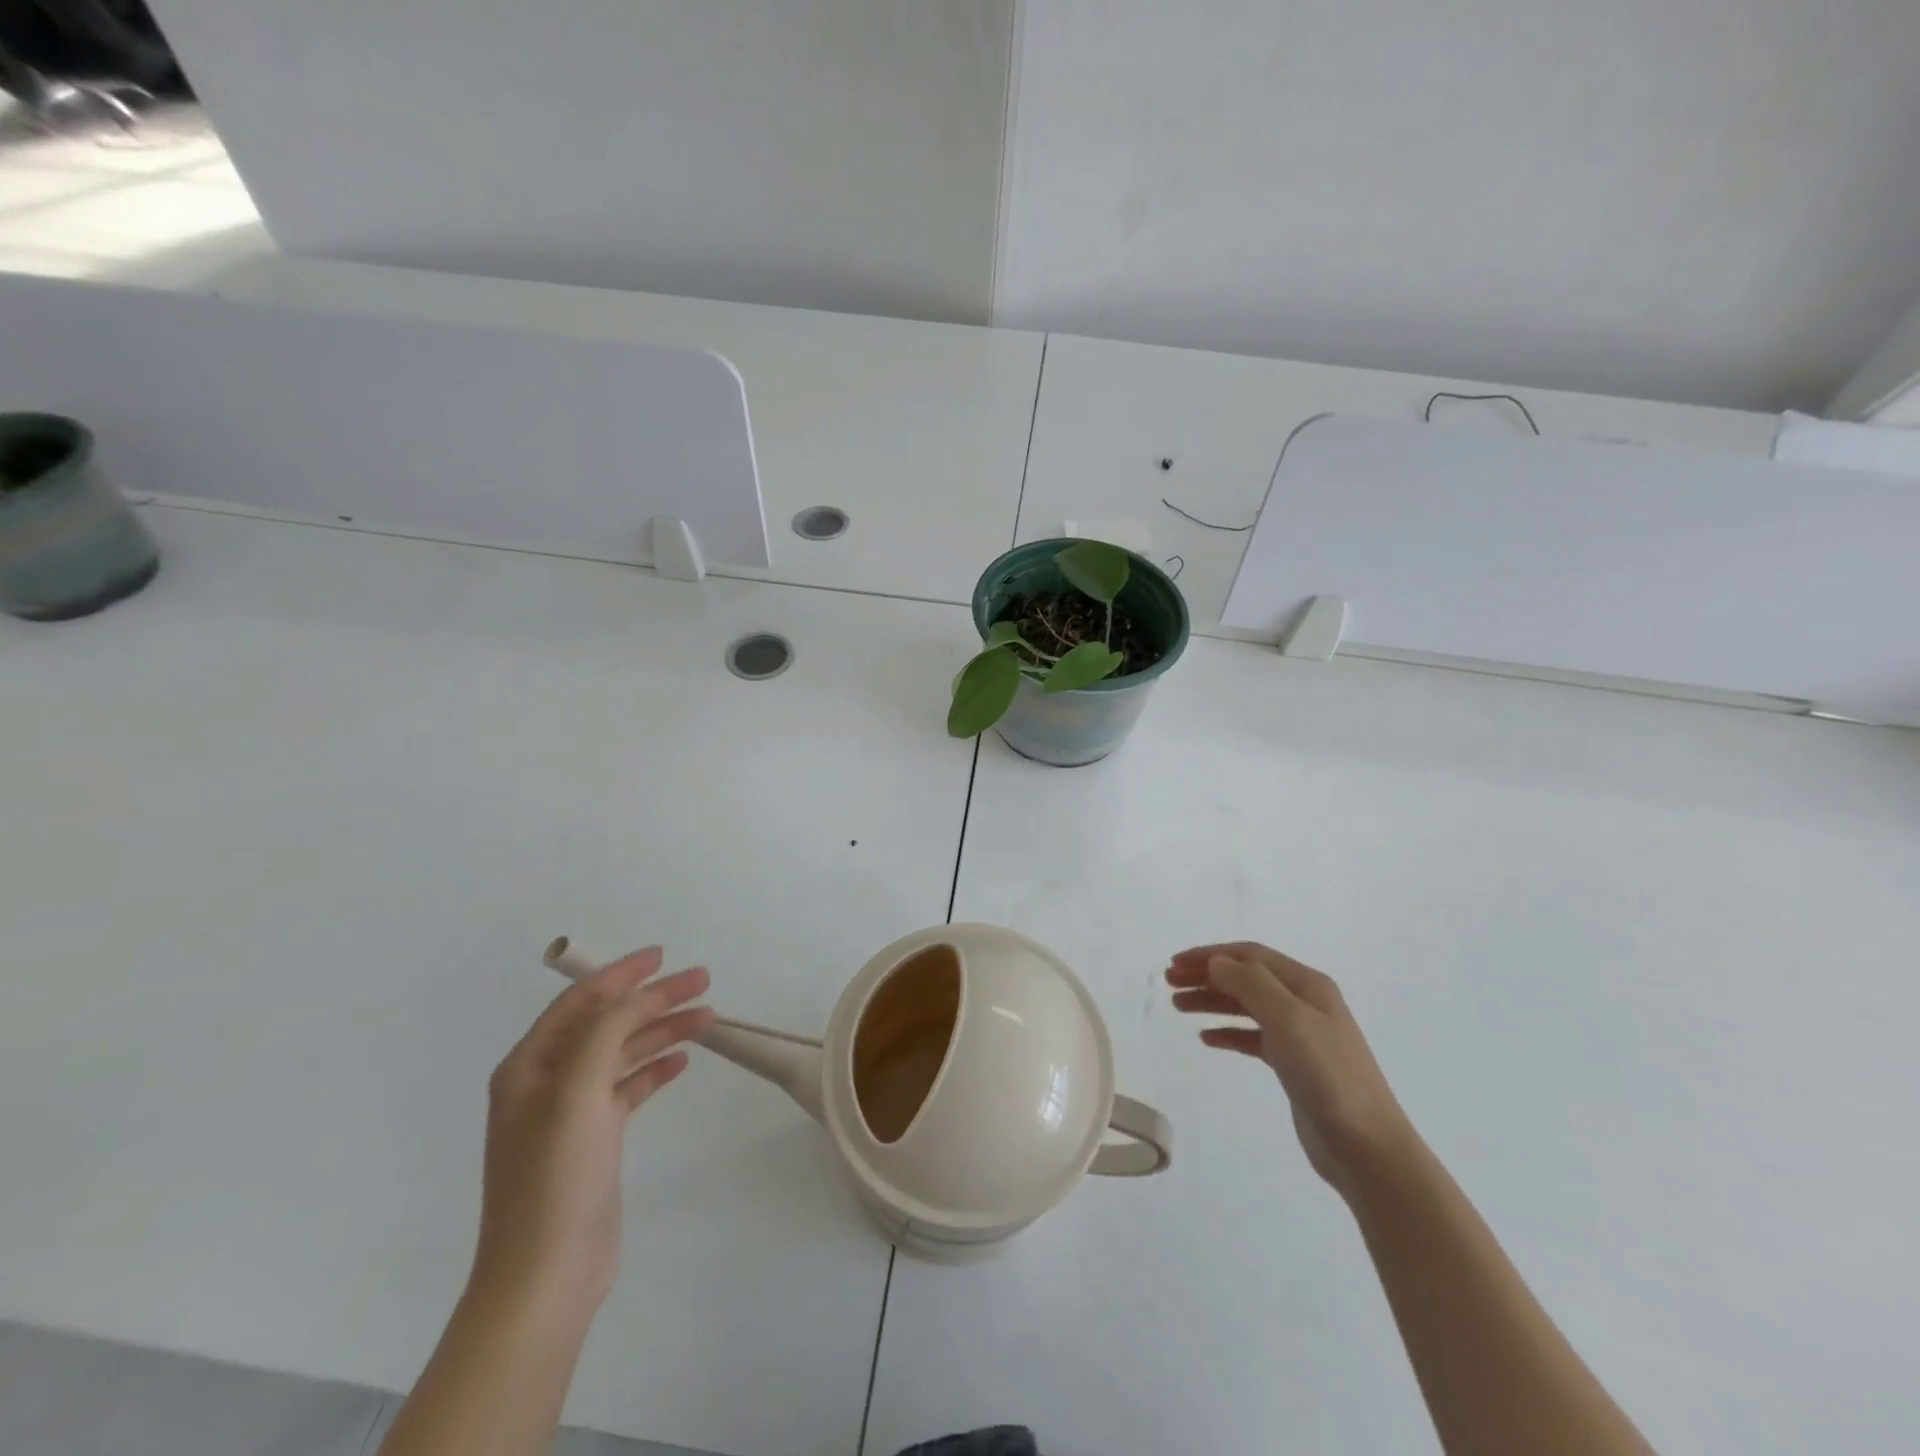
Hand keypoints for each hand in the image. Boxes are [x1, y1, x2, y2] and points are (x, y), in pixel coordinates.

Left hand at [471, 946, 713, 1324]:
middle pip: (608, 1023)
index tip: (663, 955)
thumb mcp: (577, 1091)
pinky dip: (655, 1068)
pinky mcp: (594, 1139)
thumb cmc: (555, 1177)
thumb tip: (637, 993)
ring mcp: (571, 1112)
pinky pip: (629, 1086)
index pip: (581, 1001)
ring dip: (662, 1031)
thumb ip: (606, 1031)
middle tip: (702, 981)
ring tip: (706, 1016)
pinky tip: (682, 1060)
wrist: (546, 1275)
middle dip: (653, 999)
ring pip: (624, 1053)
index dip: (621, 973)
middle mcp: (547, 1082)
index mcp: (529, 1066)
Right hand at [1167, 942, 1415, 1204]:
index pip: (1250, 956)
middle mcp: (1303, 1002)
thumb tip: (1216, 962)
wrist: (1367, 1148)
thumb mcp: (1289, 1019)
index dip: (1211, 955)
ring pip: (1246, 1006)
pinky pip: (1252, 1037)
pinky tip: (1206, 1039)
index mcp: (1307, 984)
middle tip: (1170, 983)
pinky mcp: (1294, 1065)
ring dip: (1211, 1001)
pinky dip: (1227, 1032)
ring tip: (1178, 1006)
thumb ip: (1250, 984)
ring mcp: (1300, 1035)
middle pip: (1246, 977)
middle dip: (1206, 975)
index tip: (1175, 963)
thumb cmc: (1328, 1076)